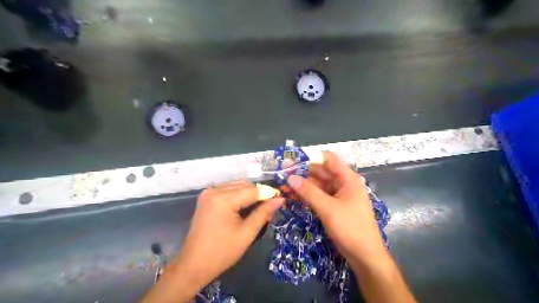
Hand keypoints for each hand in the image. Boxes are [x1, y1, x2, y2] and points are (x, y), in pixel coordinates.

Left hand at [172, 183, 283, 290]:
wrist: (193, 265)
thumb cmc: (222, 252)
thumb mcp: (246, 233)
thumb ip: (263, 213)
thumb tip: (280, 199)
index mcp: (223, 199)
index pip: (252, 190)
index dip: (268, 193)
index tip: (280, 199)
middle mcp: (214, 190)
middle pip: (244, 184)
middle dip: (258, 193)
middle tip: (270, 205)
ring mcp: (208, 193)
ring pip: (236, 185)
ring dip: (249, 193)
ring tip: (259, 207)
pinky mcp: (206, 198)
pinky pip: (227, 190)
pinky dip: (238, 195)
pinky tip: (244, 206)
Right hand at [288, 153, 389, 265]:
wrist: (364, 255)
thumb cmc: (350, 228)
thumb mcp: (328, 208)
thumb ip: (309, 192)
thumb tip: (290, 177)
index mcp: (347, 178)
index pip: (327, 159)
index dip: (310, 158)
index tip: (292, 161)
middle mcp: (342, 183)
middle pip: (320, 172)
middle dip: (302, 173)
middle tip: (282, 174)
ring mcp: (337, 195)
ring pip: (317, 184)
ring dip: (302, 185)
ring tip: (283, 186)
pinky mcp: (333, 205)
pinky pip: (318, 196)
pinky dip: (306, 195)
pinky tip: (292, 196)